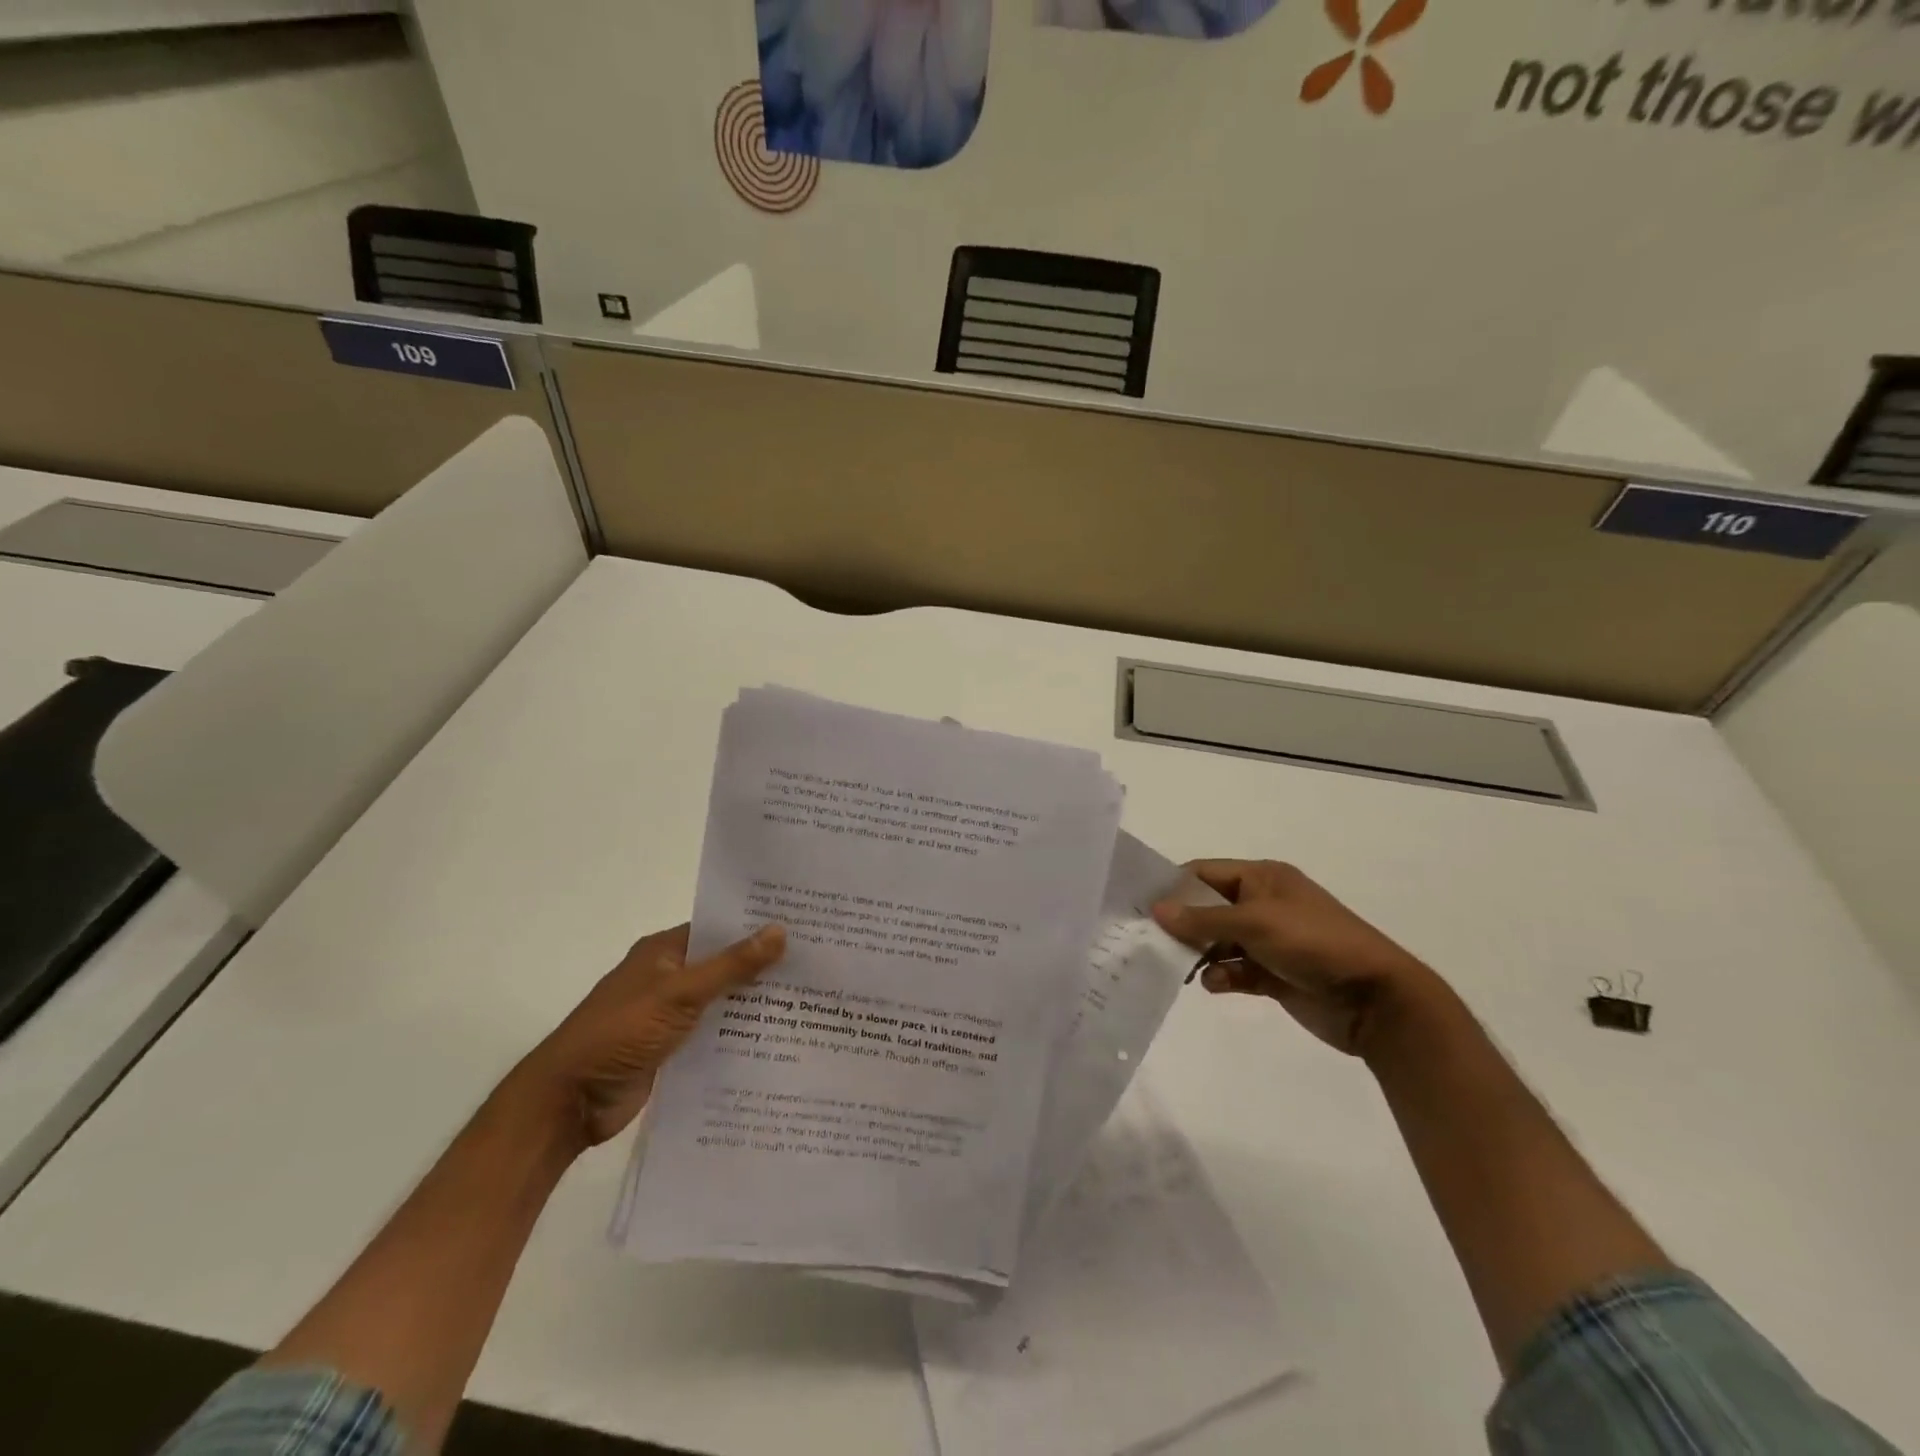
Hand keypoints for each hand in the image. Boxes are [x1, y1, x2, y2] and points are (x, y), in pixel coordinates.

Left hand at [511, 923, 785, 1149]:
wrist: (568, 1102)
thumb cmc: (620, 1032)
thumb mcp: (680, 994)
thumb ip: (731, 965)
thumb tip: (779, 930)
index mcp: (664, 951)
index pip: (719, 928)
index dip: (756, 925)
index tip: (803, 924)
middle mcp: (669, 977)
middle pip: (724, 964)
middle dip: (763, 966)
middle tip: (818, 962)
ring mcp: (669, 1015)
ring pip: (722, 1001)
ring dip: (754, 1003)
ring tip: (811, 1000)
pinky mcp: (672, 1049)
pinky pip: (714, 1034)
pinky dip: (739, 1035)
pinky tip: (779, 1040)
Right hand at [1154, 860, 1437, 1057]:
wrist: (1376, 1000)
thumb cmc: (1314, 943)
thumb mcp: (1255, 923)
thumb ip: (1203, 918)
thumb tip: (1156, 909)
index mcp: (1263, 878)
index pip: (1205, 873)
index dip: (1174, 887)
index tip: (1141, 906)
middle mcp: (1263, 904)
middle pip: (1208, 908)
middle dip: (1183, 925)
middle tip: (1150, 942)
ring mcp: (1270, 941)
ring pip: (1219, 942)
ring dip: (1201, 955)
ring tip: (1181, 969)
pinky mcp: (1275, 974)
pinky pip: (1236, 971)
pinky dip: (1222, 977)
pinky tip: (1216, 986)